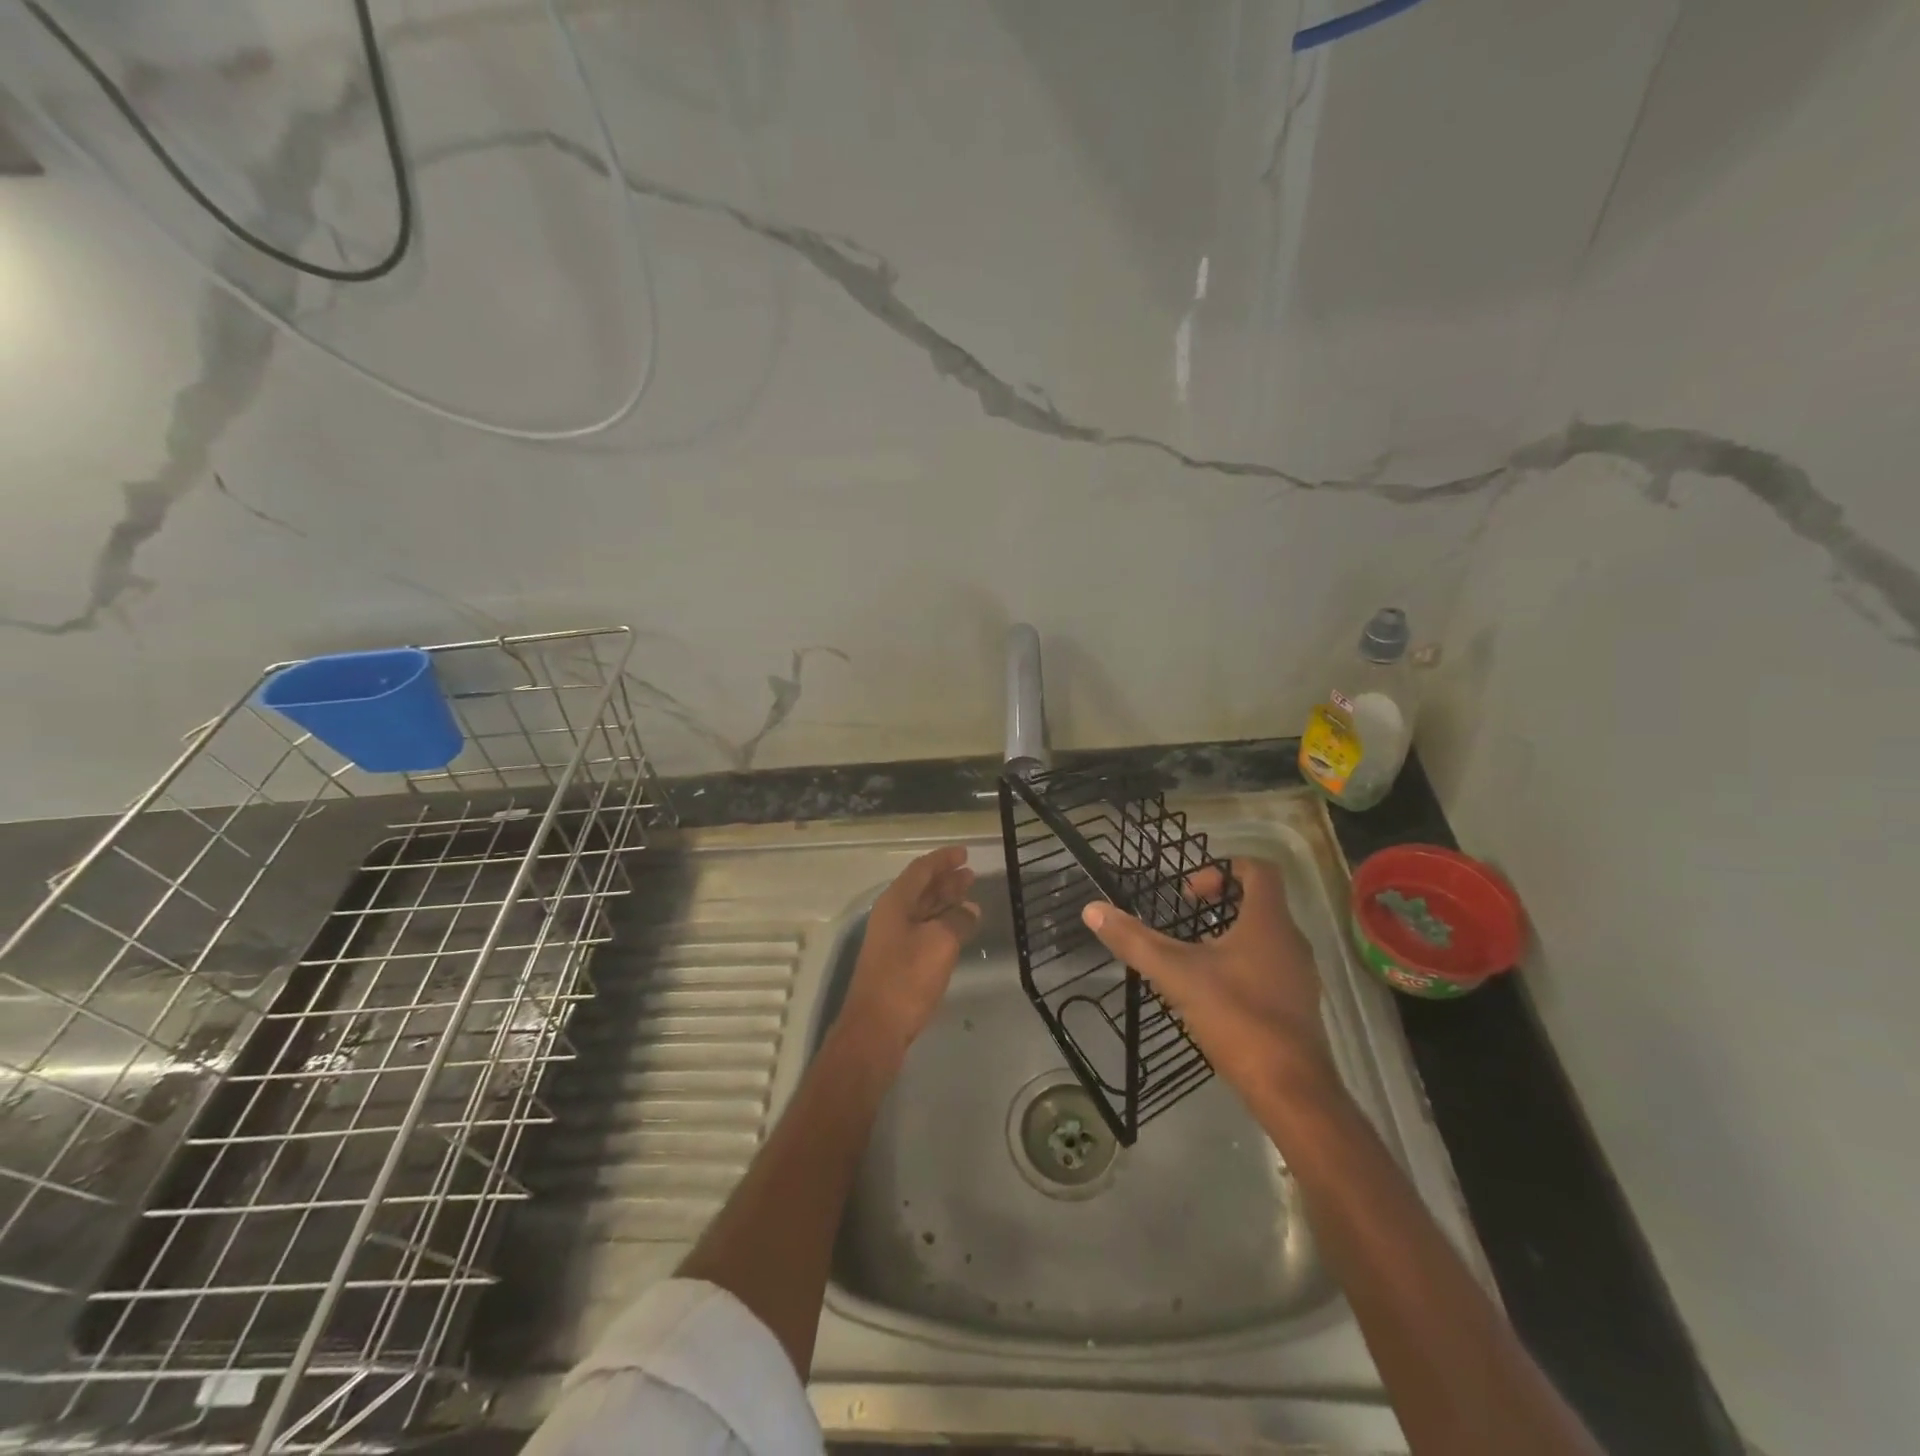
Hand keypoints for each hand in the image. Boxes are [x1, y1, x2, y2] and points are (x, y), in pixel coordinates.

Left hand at [837, 846, 980, 1064]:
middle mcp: (891, 916)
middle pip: (920, 889)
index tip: (964, 853)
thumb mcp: (940, 943)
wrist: (875, 1029)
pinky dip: (942, 924)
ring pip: (922, 910)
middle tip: (971, 873)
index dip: (943, 859)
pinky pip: (923, 930)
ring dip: (944, 901)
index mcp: (895, 903)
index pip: (921, 870)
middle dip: (945, 879)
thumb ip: (957, 921)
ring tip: (969, 895)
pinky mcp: (898, 962)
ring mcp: (892, 941)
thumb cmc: (906, 979)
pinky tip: (958, 929)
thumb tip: (970, 910)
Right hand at [1081, 857, 1341, 1116]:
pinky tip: (1215, 994)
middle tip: (1186, 919)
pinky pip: (1272, 968)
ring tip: (1195, 956)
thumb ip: (1134, 940)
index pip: (1259, 870)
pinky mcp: (1299, 1006)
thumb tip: (1092, 909)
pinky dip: (1244, 966)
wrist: (1291, 1089)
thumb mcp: (1175, 974)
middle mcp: (1291, 940)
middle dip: (1222, 904)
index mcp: (1268, 921)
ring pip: (1266, 938)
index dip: (1223, 869)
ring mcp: (1300, 976)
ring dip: (1232, 936)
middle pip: (1262, 903)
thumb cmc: (1236, 1017)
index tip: (1190, 891)